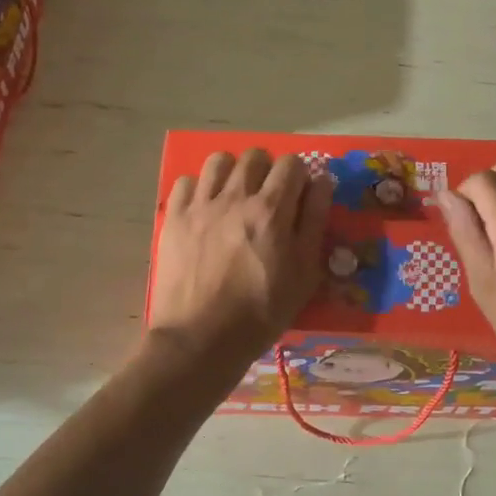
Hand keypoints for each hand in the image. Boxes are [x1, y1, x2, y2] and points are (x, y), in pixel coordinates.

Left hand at [149, 150, 331, 365]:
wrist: (200, 340)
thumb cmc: (261, 313)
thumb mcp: (304, 274)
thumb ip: (314, 222)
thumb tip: (322, 181)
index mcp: (272, 210)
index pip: (292, 164)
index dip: (299, 176)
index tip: (298, 196)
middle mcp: (235, 197)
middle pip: (254, 156)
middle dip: (267, 170)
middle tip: (267, 197)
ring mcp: (200, 206)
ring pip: (219, 160)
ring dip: (232, 172)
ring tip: (234, 197)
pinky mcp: (173, 218)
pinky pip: (186, 181)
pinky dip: (199, 189)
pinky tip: (205, 210)